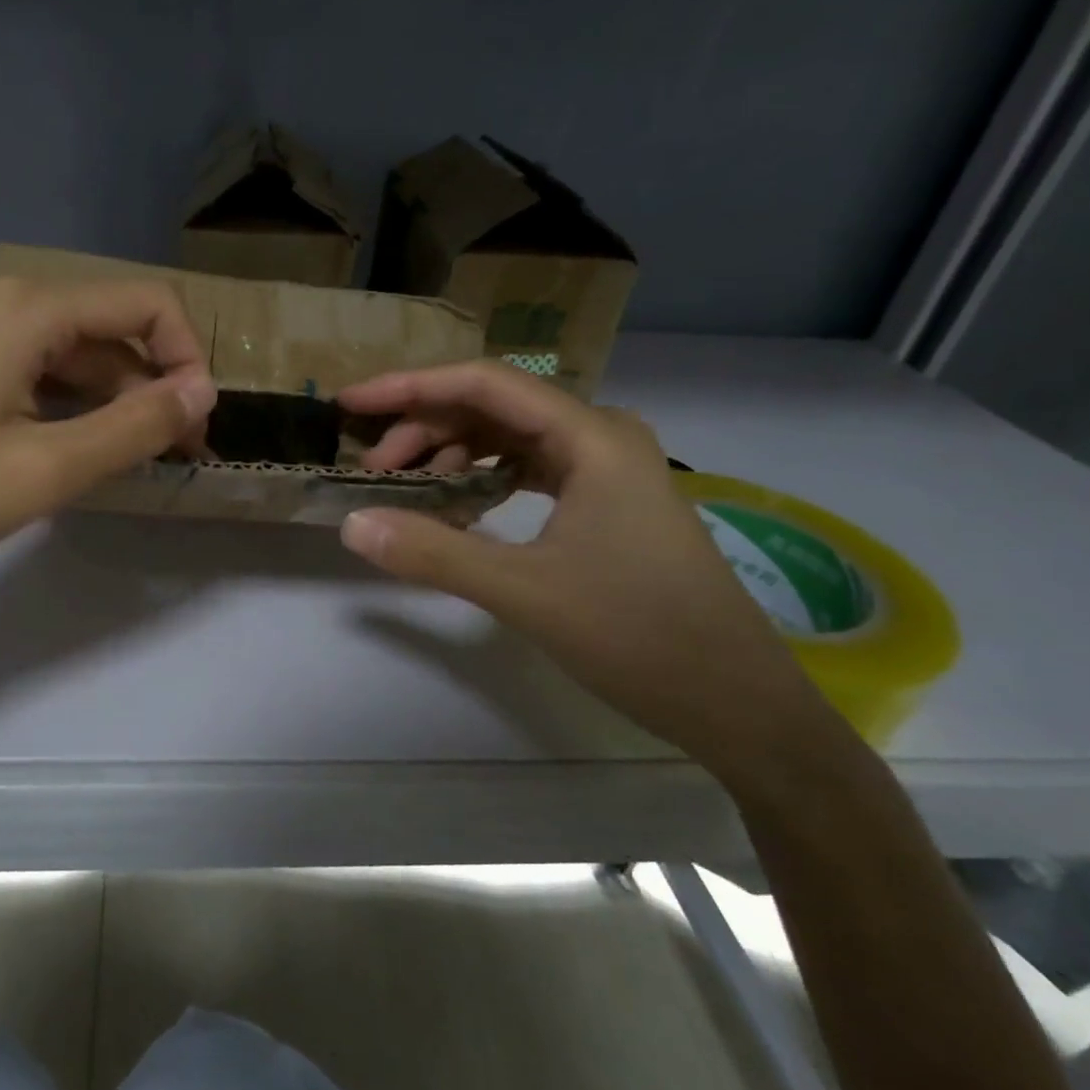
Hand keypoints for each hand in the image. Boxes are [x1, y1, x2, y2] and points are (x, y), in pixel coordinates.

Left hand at [0, 273, 216, 616]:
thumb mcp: (43, 469)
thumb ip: (134, 426)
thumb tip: (202, 393)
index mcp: (22, 305)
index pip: (143, 303)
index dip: (187, 359)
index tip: (197, 425)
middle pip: (103, 327)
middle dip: (148, 386)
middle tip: (173, 456)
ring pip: (62, 352)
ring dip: (105, 400)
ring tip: (128, 462)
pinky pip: (21, 368)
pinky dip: (58, 404)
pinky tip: (67, 450)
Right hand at [337, 362, 836, 775]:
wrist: (738, 705)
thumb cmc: (640, 637)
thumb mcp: (525, 593)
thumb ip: (433, 552)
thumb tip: (351, 523)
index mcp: (592, 437)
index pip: (485, 384)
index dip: (410, 387)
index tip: (351, 404)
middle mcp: (601, 436)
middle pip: (493, 407)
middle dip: (424, 429)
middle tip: (374, 470)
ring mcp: (606, 469)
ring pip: (508, 437)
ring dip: (450, 453)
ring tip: (407, 489)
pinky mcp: (605, 501)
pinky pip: (527, 469)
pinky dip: (482, 478)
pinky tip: (456, 506)